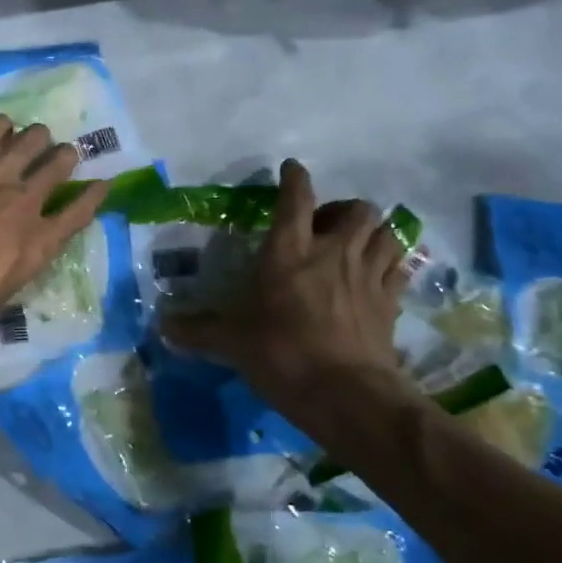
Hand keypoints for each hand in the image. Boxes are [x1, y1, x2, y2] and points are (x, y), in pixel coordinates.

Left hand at [0, 116, 105, 344]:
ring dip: (35, 138)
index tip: (101, 184)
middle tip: (58, 156)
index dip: (93, 196)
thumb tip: (1, 262)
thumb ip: (7, 272)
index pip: (78, 213)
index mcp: (37, 245)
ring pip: (32, 140)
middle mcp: (26, 203)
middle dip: (62, 158)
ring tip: (31, 138)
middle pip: (58, 166)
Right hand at [162, 160, 409, 415]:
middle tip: (326, 227)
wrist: (344, 393)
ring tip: (356, 247)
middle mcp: (333, 253)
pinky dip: (391, 265)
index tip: (291, 169)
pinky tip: (378, 276)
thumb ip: (197, 330)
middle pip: (358, 209)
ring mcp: (368, 275)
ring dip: (373, 233)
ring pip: (386, 233)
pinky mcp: (391, 302)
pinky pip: (400, 268)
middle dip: (344, 210)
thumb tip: (161, 327)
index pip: (296, 199)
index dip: (295, 178)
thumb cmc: (281, 355)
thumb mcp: (230, 342)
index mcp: (289, 252)